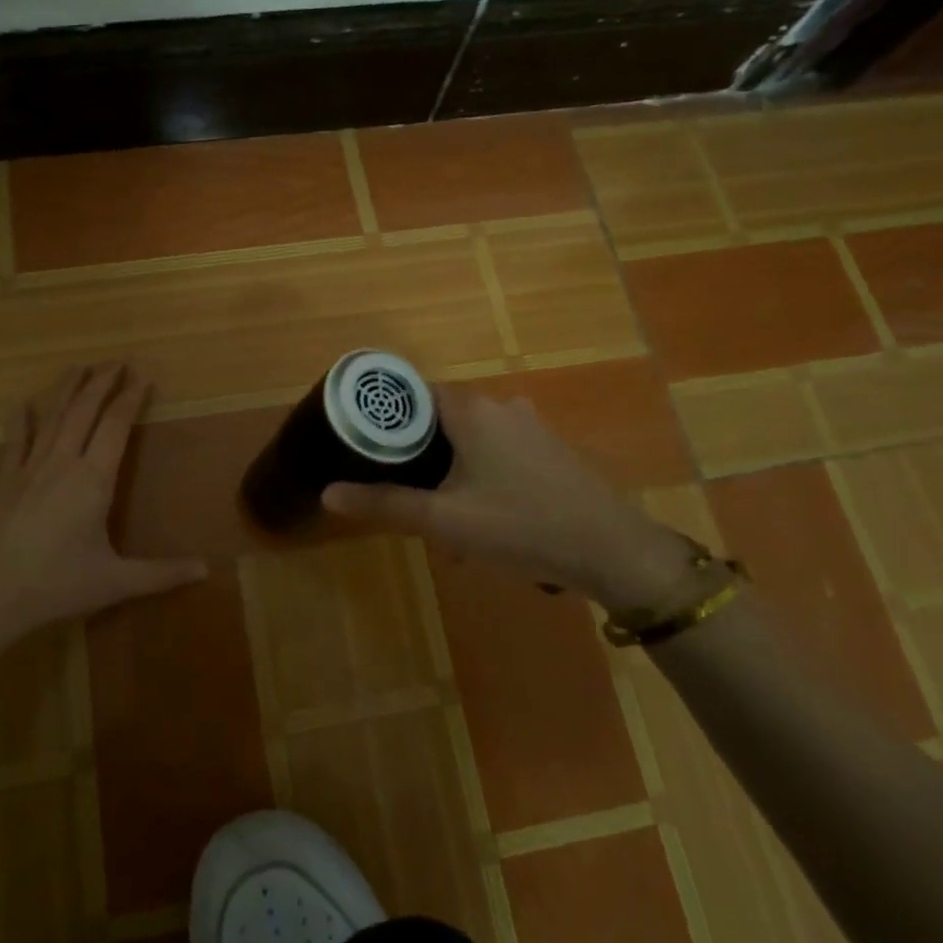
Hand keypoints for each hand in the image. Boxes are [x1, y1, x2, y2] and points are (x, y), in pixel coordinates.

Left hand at [0, 363, 206, 662]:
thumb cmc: (55, 587)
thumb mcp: (115, 583)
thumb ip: (161, 574)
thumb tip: (206, 570)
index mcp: (93, 480)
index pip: (116, 425)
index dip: (131, 397)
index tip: (143, 375)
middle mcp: (62, 463)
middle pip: (84, 410)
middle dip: (102, 382)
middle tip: (117, 362)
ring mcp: (29, 469)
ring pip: (52, 417)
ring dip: (68, 389)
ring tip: (79, 367)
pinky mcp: (4, 481)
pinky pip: (15, 441)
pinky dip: (21, 419)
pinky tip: (24, 404)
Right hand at [322, 386, 692, 612]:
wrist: (614, 551)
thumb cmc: (521, 526)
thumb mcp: (445, 520)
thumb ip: (385, 504)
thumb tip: (328, 493)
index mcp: (470, 409)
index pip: (411, 391)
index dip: (384, 414)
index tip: (361, 442)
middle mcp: (499, 406)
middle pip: (438, 418)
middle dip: (417, 457)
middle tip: (399, 492)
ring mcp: (529, 426)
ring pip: (469, 440)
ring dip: (449, 474)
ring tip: (440, 522)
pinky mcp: (549, 450)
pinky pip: (497, 453)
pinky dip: (478, 477)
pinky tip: (481, 522)